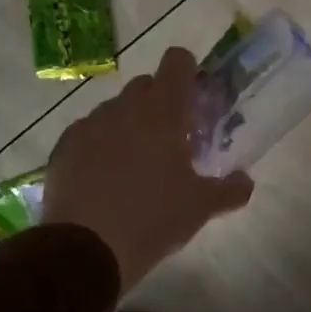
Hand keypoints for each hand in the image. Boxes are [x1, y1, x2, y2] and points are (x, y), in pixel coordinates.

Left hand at [41, 46, 253, 290]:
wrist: (85, 250)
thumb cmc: (153, 219)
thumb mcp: (200, 208)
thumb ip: (229, 189)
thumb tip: (246, 182)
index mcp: (162, 112)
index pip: (177, 61)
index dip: (188, 72)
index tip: (194, 100)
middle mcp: (124, 108)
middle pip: (146, 85)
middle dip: (160, 103)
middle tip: (171, 140)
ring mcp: (89, 125)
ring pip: (116, 109)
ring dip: (129, 125)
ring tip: (135, 165)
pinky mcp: (64, 147)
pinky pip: (89, 133)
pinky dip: (100, 145)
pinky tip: (104, 179)